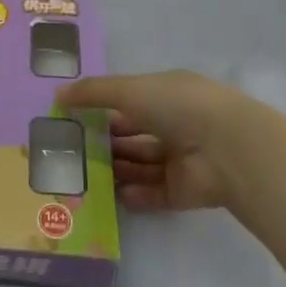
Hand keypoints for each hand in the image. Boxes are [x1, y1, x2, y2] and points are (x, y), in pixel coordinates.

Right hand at [59, 71, 256, 212]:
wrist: (227, 149)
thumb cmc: (177, 106)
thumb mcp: (129, 90)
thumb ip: (93, 93)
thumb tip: (58, 96)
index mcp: (166, 95)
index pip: (129, 101)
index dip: (102, 108)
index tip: (72, 117)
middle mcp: (175, 125)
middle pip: (133, 135)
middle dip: (105, 141)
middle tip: (71, 151)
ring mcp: (181, 160)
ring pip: (140, 164)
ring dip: (116, 168)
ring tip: (83, 175)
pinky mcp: (184, 191)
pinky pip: (153, 193)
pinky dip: (134, 194)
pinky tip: (112, 195)